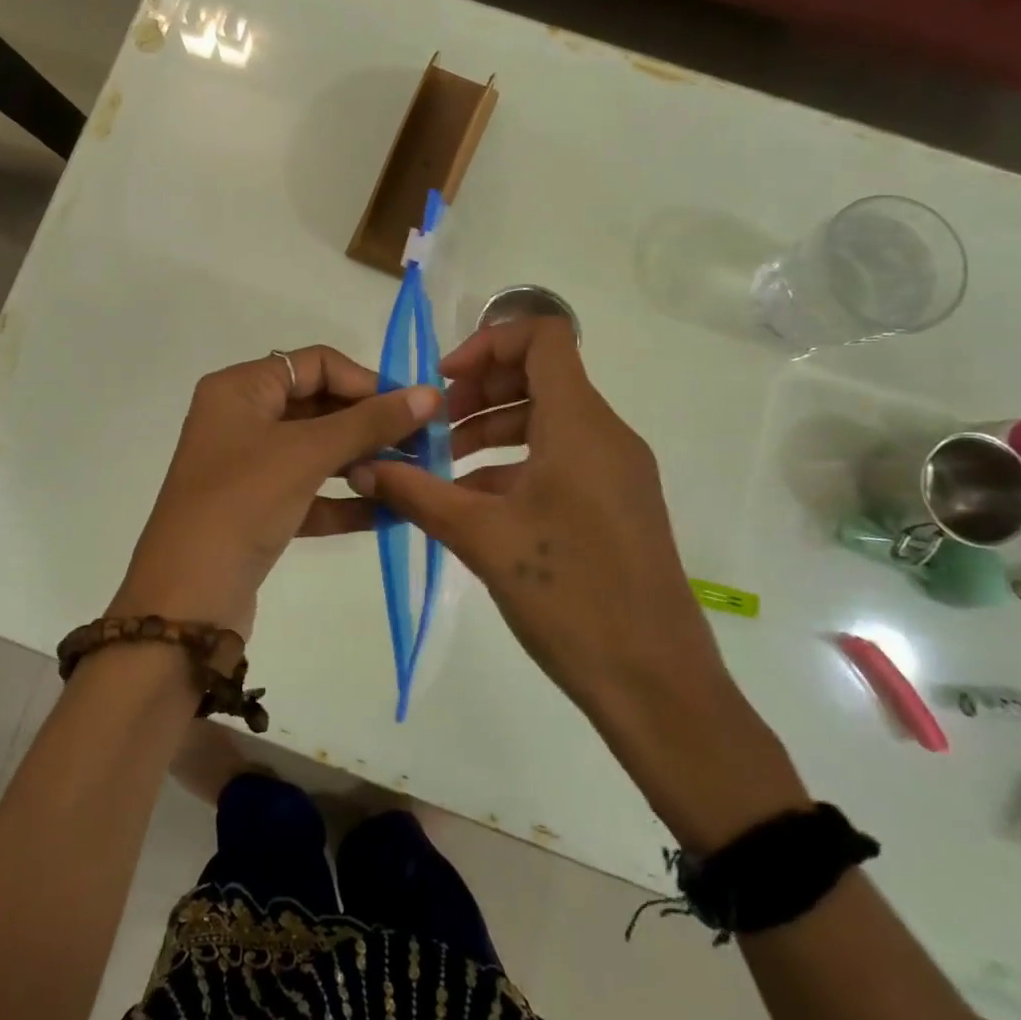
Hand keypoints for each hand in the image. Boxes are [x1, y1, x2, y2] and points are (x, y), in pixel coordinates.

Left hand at [112, 347, 438, 634]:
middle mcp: (241, 419)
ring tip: (413, 477)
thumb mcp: (306, 454)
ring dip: (363, 462)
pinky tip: (390, 512)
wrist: (185, 602)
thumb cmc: (241, 504)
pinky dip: (345, 500)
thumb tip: (429, 394)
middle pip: (319, 406)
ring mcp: (248, 467)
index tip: (413, 409)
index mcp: (240, 389)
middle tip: (424, 446)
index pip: (316, 364)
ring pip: (317, 452)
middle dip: (370, 426)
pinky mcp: (257, 510)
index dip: (367, 382)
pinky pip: (310, 493)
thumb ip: (370, 422)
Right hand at [349, 317, 728, 724]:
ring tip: (440, 471)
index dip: (488, 342)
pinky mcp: (615, 504)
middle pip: (539, 376)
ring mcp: (615, 470)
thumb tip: (364, 466)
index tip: (444, 384)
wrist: (656, 683)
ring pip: (546, 421)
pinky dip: (513, 466)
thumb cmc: (570, 596)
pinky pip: (560, 460)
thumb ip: (418, 494)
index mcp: (580, 424)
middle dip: (478, 393)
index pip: (544, 336)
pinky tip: (472, 506)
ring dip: (490, 432)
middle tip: (433, 430)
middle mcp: (605, 434)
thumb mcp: (483, 539)